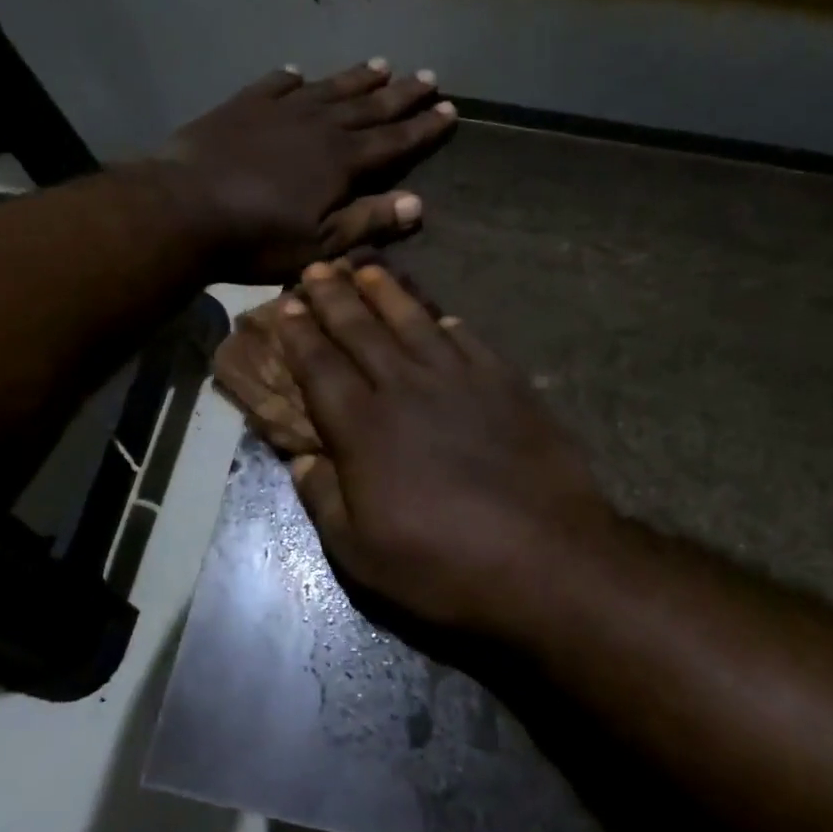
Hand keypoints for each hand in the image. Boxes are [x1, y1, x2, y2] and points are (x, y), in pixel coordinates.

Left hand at [162, 59, 456, 280]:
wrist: (184, 209)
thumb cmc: (257, 238)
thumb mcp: (320, 244)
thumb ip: (368, 222)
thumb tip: (417, 204)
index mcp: (341, 161)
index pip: (394, 141)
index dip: (424, 127)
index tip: (449, 109)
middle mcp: (318, 126)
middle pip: (369, 107)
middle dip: (402, 94)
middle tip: (428, 75)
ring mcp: (279, 111)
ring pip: (329, 89)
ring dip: (357, 78)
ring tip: (382, 64)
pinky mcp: (242, 106)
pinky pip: (274, 84)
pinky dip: (291, 78)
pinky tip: (299, 72)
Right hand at [269, 260, 621, 634]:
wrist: (546, 557)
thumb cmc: (443, 564)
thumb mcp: (361, 553)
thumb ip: (323, 499)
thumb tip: (300, 459)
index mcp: (363, 428)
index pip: (320, 367)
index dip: (300, 334)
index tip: (286, 305)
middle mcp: (406, 388)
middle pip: (362, 331)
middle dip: (334, 297)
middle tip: (316, 268)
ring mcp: (460, 380)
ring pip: (413, 322)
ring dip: (386, 292)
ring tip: (367, 267)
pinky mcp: (505, 384)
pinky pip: (468, 340)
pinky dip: (446, 323)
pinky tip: (439, 315)